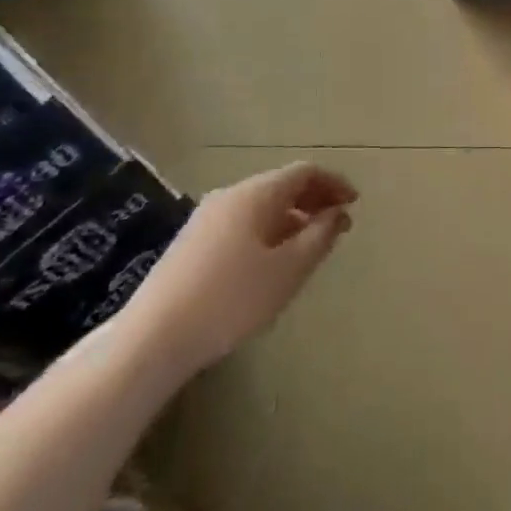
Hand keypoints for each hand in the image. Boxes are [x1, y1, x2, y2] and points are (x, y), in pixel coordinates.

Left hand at [124, 162, 357, 375]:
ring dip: (293, 217)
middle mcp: (230, 196)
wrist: (154, 338)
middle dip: (315, 200)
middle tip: (340, 225)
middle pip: (281, 185)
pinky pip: (243, 223)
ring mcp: (206, 218)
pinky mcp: (192, 242)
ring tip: (312, 246)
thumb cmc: (232, 299)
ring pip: (262, 206)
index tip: (355, 204)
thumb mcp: (289, 269)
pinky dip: (270, 230)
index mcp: (255, 194)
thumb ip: (320, 235)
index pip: (304, 172)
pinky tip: (274, 262)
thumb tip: (336, 213)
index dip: (334, 183)